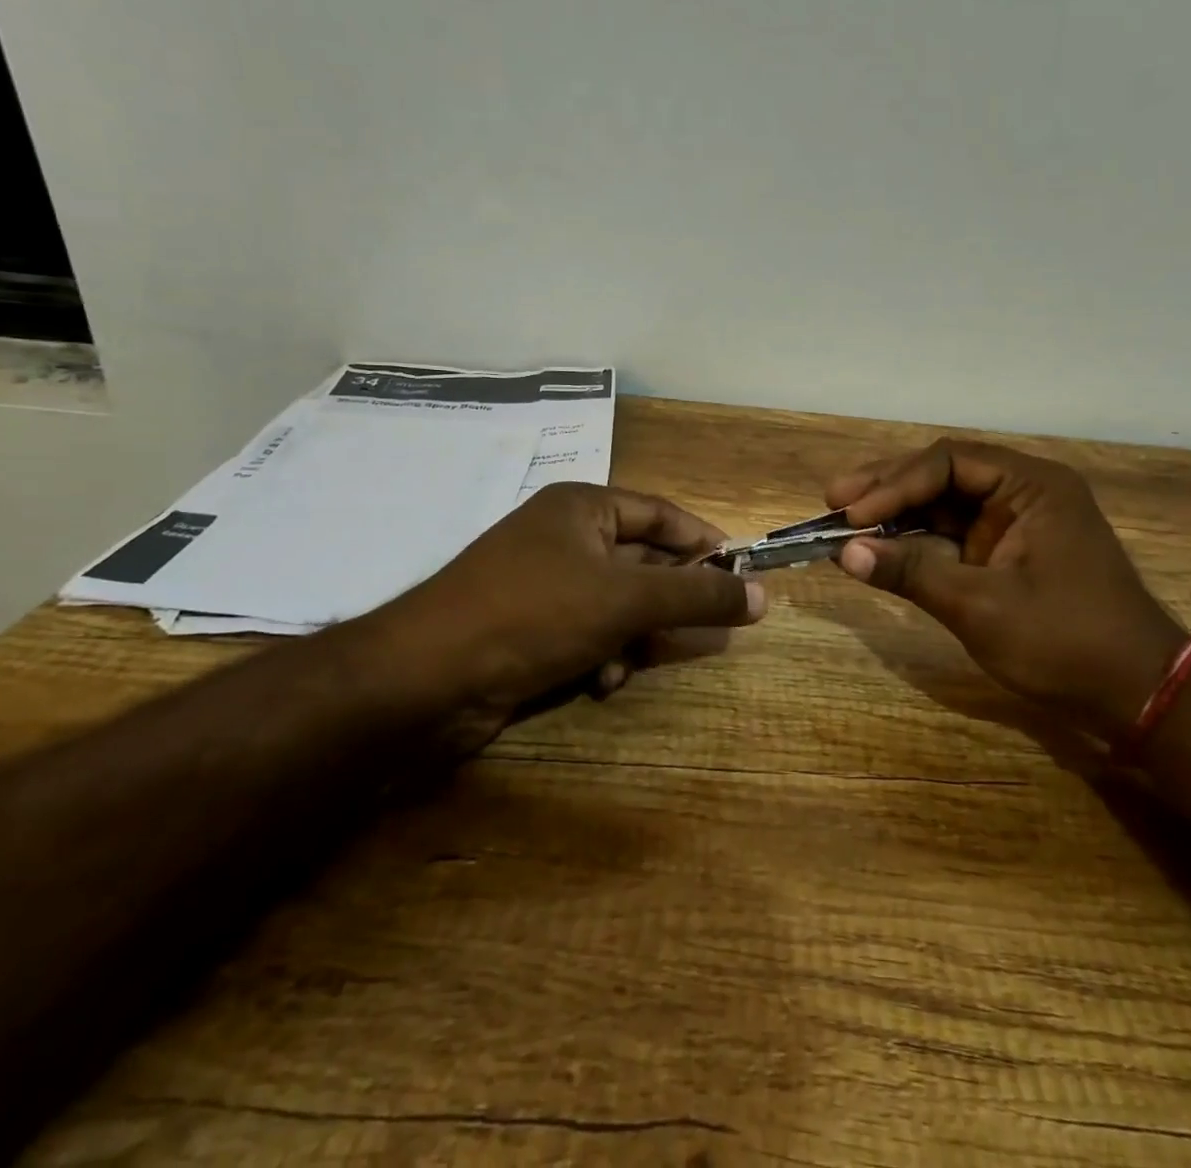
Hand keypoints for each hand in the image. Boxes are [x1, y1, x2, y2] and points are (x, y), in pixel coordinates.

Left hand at [352, 483, 766, 751]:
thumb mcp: (626, 601)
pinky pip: (588, 631)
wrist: (427, 678)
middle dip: (668, 600)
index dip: (704, 541)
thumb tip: (763, 596)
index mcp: (583, 507)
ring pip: (618, 603)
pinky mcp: (528, 626)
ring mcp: (543, 582)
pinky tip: (600, 682)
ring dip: (635, 636)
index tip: (741, 573)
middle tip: (703, 627)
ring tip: (634, 661)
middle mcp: (563, 536)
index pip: (661, 513)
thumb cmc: (534, 615)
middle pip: (641, 561)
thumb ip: (697, 596)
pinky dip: (603, 655)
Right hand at [827, 440, 1187, 740]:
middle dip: (887, 489)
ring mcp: (1016, 524)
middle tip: (833, 501)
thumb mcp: (981, 607)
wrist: (1138, 697)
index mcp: (1032, 485)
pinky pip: (953, 536)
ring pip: (944, 504)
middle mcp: (1024, 492)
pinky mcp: (1008, 554)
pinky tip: (879, 547)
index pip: (948, 461)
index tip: (851, 515)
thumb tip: (843, 554)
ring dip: (896, 513)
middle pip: (942, 474)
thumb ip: (911, 573)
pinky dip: (916, 542)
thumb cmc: (1066, 643)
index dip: (894, 484)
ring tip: (844, 521)